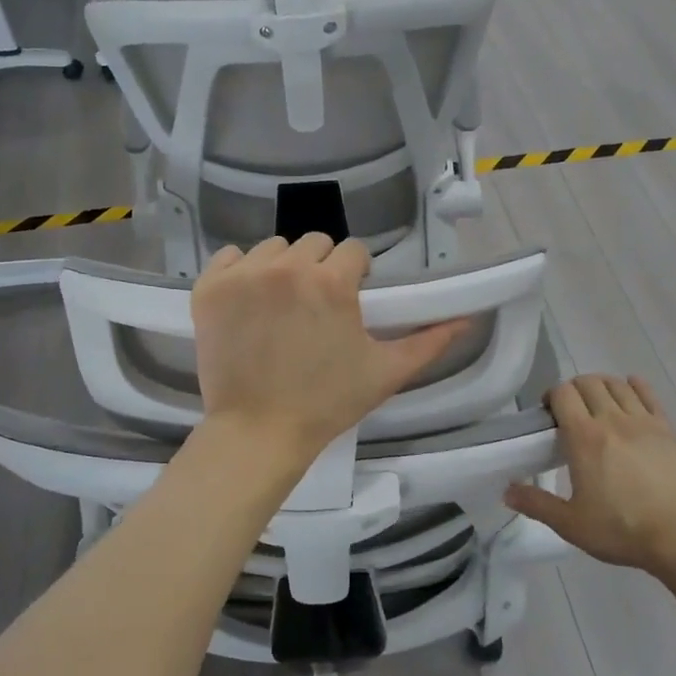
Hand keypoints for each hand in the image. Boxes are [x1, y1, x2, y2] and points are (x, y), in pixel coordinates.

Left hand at [190, 235, 466, 466]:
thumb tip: (466, 320)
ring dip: (283, 268)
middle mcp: (287, 266)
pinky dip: (240, 272)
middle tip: (317, 308)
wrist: (259, 432)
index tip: (349, 302)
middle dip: (322, 268)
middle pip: (314, 243)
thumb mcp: (386, 372)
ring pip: (273, 248)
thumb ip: (429, 342)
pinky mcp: (209, 288)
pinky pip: (229, 257)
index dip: (356, 275)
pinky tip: (248, 302)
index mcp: (332, 281)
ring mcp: (243, 275)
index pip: (353, 251)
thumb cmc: (327, 403)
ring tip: (282, 307)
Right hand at [504, 375, 675, 575]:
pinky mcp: (669, 430)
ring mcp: (645, 422)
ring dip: (602, 386)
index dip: (551, 396)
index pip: (563, 393)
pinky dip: (635, 386)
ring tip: (598, 405)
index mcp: (584, 438)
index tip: (548, 415)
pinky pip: (649, 395)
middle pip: (589, 382)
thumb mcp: (571, 524)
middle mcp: (612, 420)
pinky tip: (631, 392)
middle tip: (571, 413)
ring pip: (618, 384)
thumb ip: (537, 504)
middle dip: (574, 390)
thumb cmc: (623, 530)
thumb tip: (507, 491)